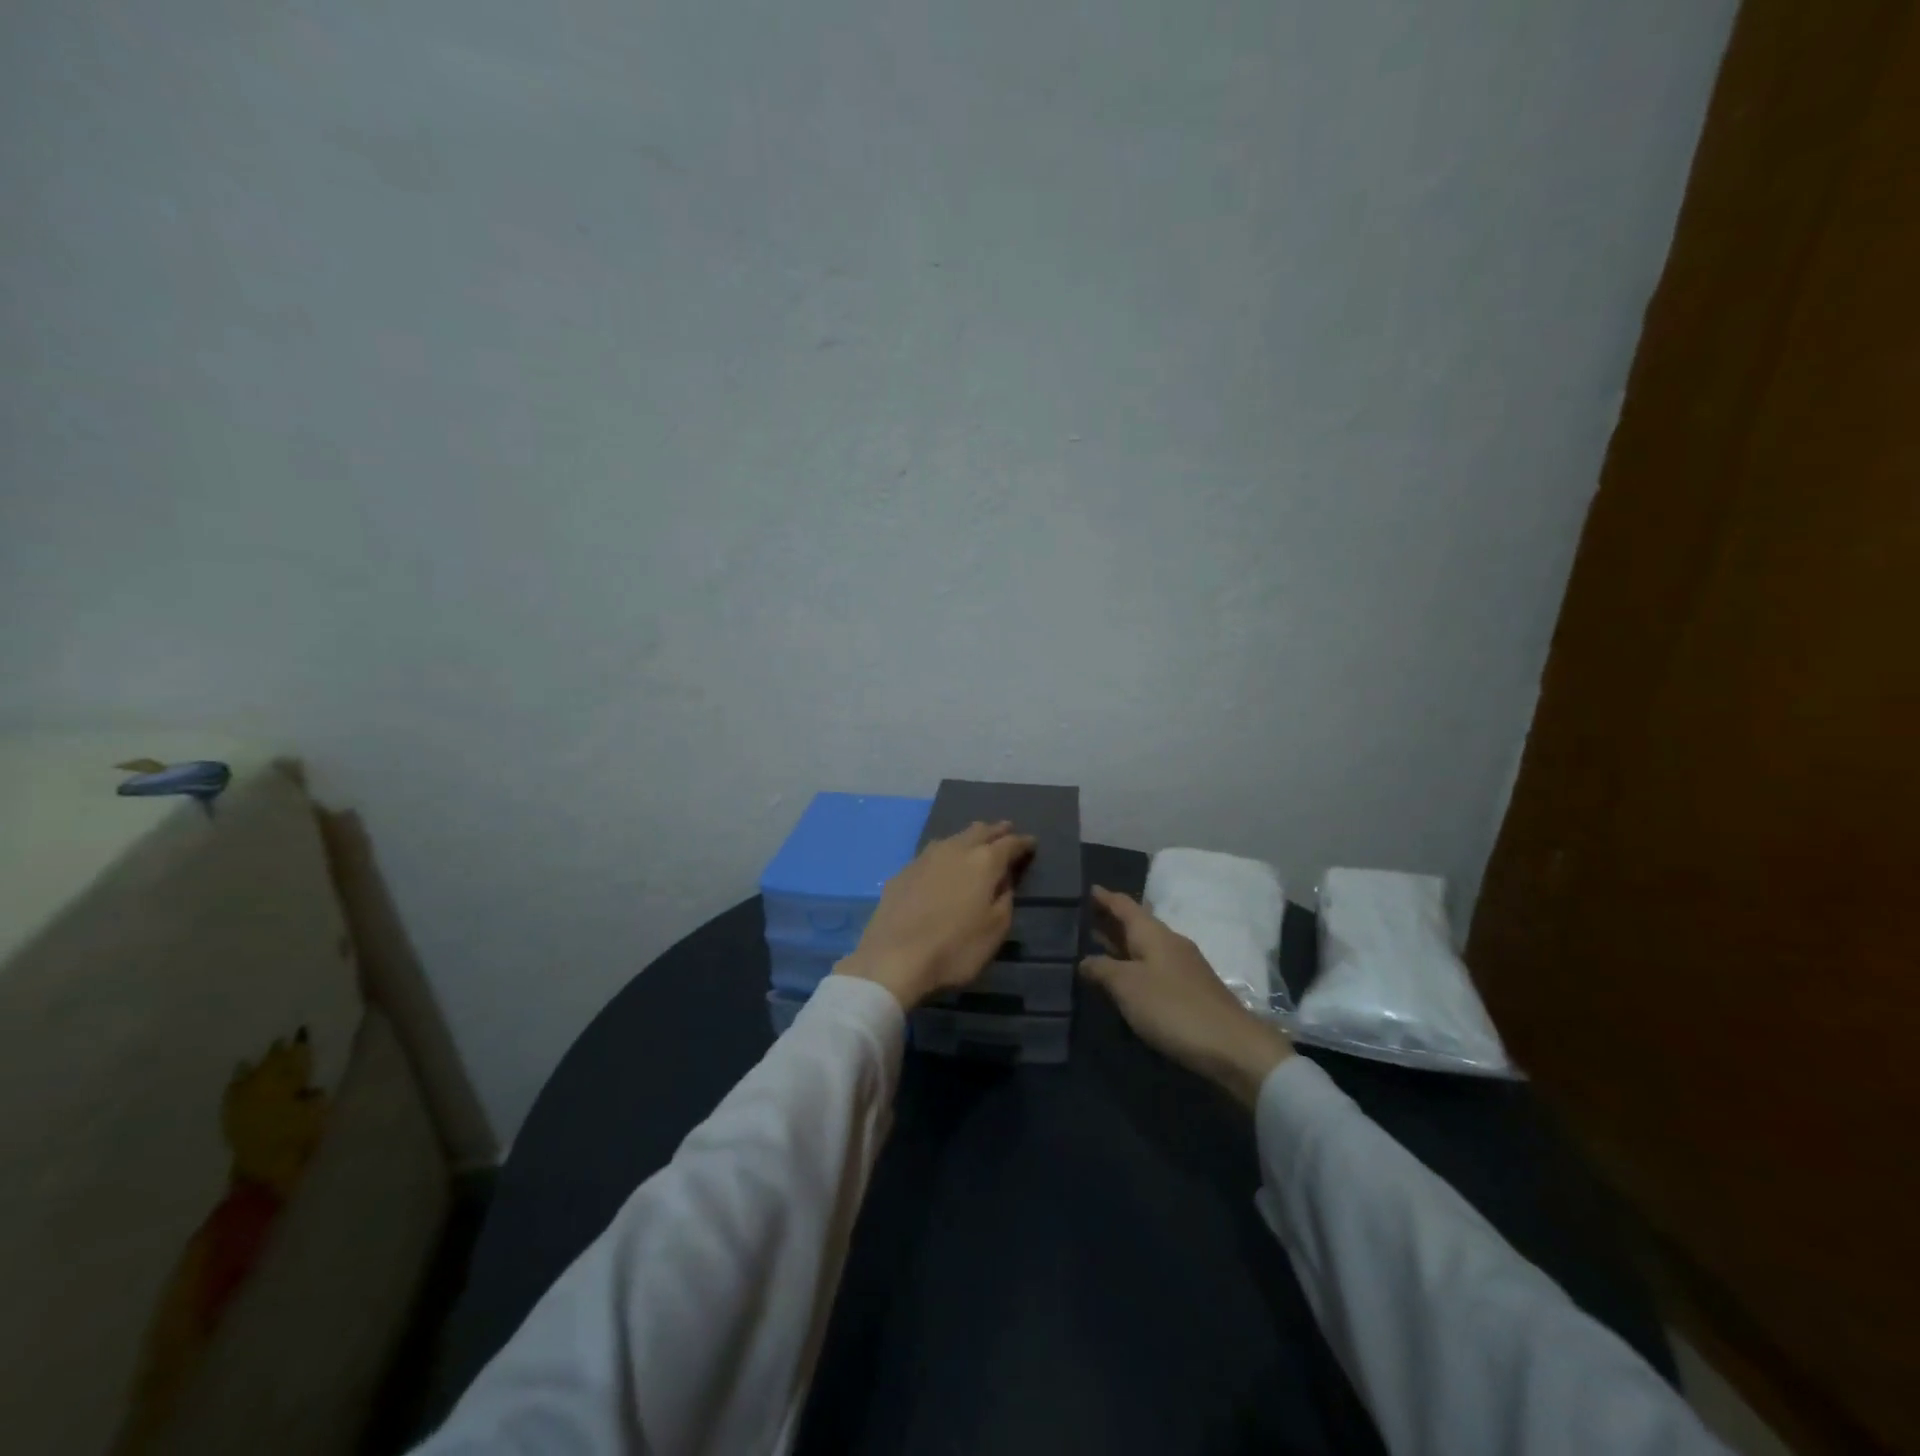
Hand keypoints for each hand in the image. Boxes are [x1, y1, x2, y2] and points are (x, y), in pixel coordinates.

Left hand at [836, 821, 1036, 1009]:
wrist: (893, 959)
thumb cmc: (955, 949)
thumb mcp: (995, 930)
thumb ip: (1004, 899)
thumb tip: (1003, 880)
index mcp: (983, 862)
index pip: (1009, 843)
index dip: (1023, 842)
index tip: (1031, 842)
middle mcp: (955, 850)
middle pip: (979, 831)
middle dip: (995, 830)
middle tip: (1006, 831)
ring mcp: (925, 858)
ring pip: (953, 838)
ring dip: (969, 838)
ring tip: (976, 842)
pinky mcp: (903, 872)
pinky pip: (931, 854)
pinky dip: (945, 854)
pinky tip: (943, 865)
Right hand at [1080, 886, 1291, 1106]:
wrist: (1231, 1046)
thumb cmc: (1173, 1007)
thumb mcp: (1127, 986)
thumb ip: (1101, 969)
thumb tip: (1084, 960)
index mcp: (1153, 933)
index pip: (1124, 905)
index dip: (1103, 897)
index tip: (1084, 889)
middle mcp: (1168, 942)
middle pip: (1134, 924)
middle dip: (1109, 920)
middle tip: (1080, 918)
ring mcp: (1181, 966)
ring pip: (1143, 946)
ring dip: (1120, 944)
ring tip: (1094, 945)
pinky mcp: (1188, 990)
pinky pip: (1152, 966)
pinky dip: (1132, 964)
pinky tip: (1122, 977)